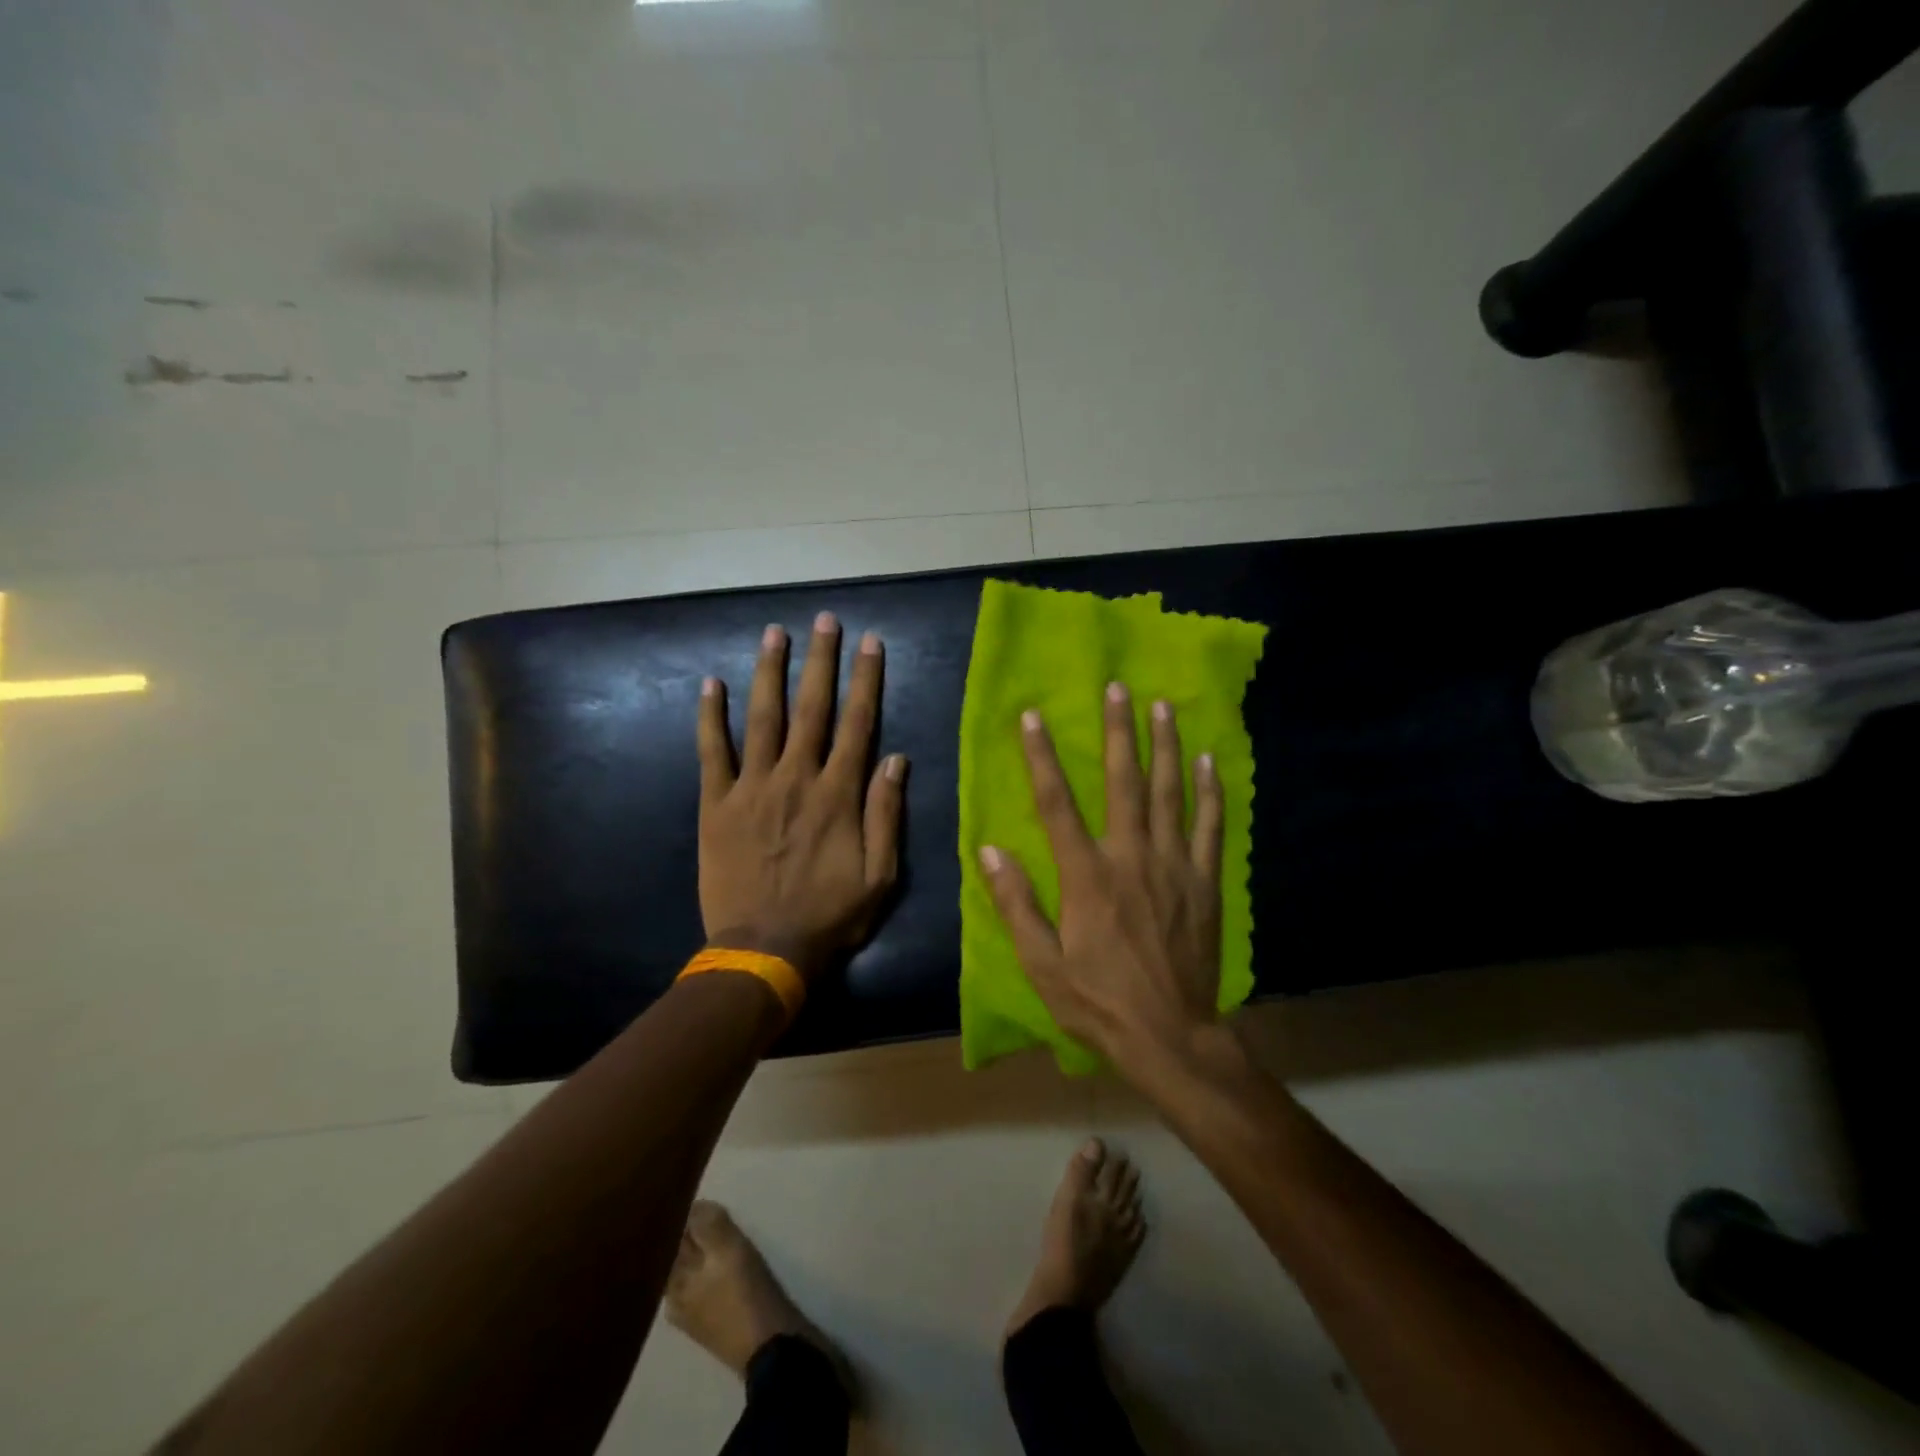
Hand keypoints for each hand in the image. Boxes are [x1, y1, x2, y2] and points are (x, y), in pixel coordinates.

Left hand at [697, 613, 905, 978]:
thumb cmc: (829, 916)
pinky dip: (710, 717)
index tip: (870, 643)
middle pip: (812, 707)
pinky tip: (711, 684)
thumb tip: (896, 758)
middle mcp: (797, 778)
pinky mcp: (716, 804)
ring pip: (763, 717)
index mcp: (838, 794)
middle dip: (821, 660)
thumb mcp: (880, 875)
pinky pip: (712, 751)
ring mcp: (752, 788)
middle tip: (824, 620)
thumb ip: (886, 814)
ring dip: (769, 672)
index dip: (866, 680)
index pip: (858, 723)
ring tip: (774, 633)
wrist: (763, 950)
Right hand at [978, 683, 1224, 1070]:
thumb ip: (1017, 904)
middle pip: (1124, 782)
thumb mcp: (1042, 964)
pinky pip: (1210, 827)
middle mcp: (1131, 858)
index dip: (1042, 758)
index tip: (1032, 718)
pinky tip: (1210, 761)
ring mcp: (1174, 867)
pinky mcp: (1204, 882)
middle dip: (1119, 732)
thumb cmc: (1098, 1002)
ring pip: (1170, 793)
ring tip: (1163, 707)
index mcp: (1087, 876)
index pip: (1058, 804)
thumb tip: (990, 851)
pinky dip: (1210, 792)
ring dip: (1165, 747)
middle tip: (1118, 688)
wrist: (1171, 1036)